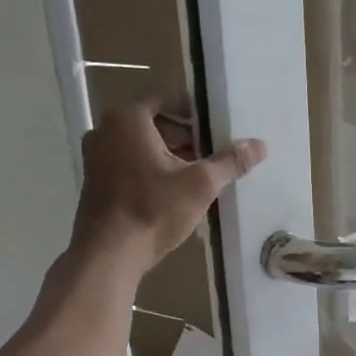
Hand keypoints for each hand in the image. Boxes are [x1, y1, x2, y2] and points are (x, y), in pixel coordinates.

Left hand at [72, 101, 265, 268]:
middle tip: (213, 157)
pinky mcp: (95, 182)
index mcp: (128, 119)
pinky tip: (173, 194)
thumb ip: (230, 162)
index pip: (169, 101)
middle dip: (186, 139)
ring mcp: (95, 157)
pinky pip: (129, 166)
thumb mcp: (199, 185)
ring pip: (142, 147)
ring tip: (199, 178)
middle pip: (155, 125)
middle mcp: (105, 130)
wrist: (110, 254)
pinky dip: (151, 172)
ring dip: (170, 158)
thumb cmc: (153, 210)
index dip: (198, 115)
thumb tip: (260, 145)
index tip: (219, 131)